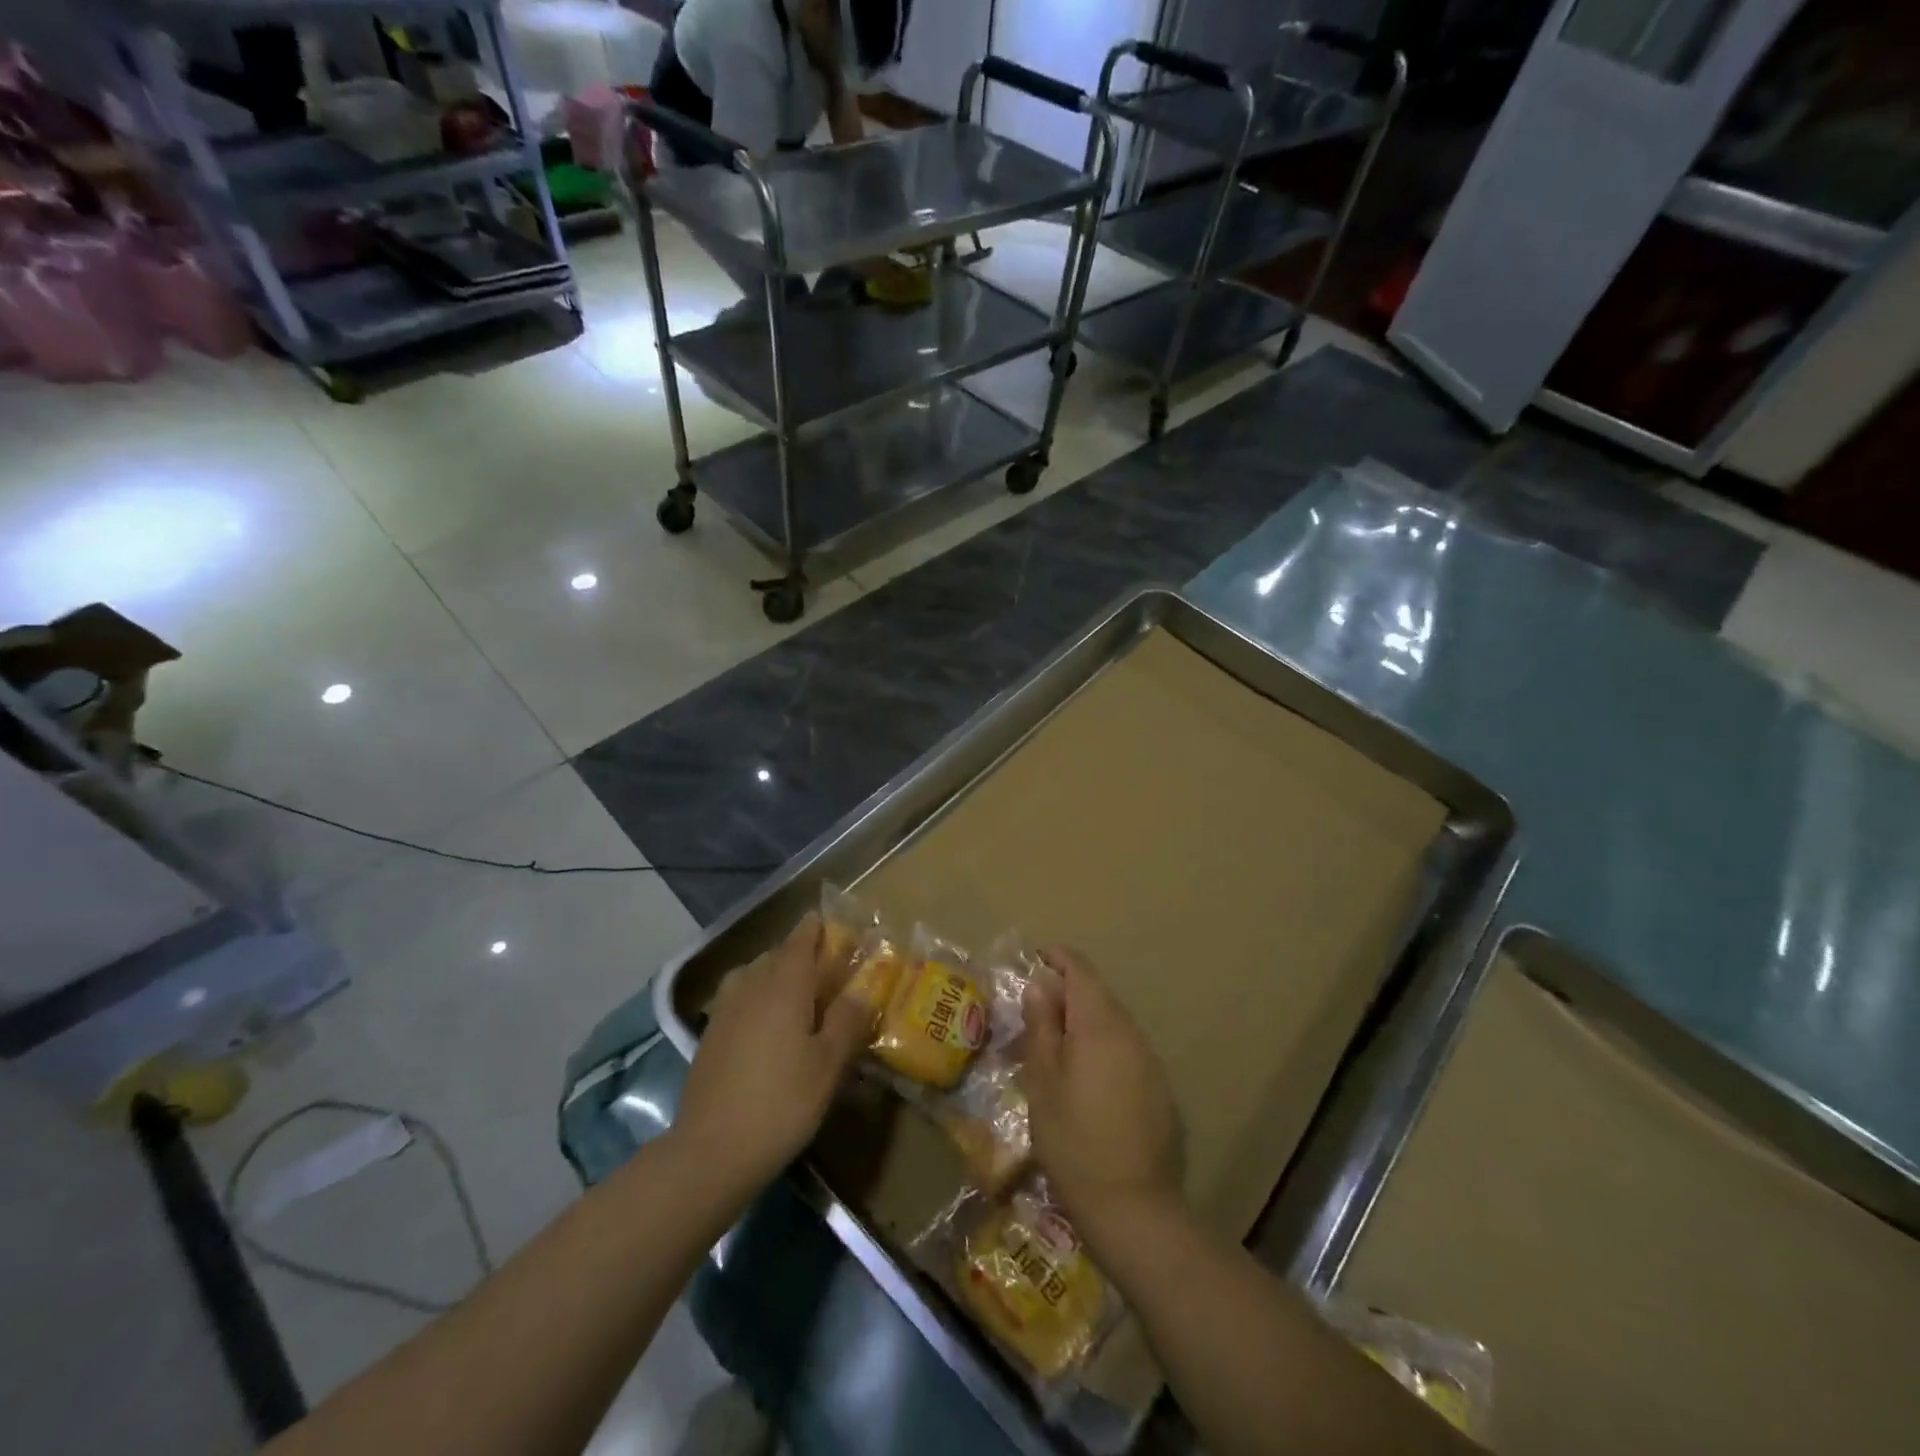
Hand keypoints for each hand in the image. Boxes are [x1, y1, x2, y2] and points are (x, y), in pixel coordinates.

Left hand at [671, 912, 870, 1194]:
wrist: (711, 1151)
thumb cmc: (782, 1102)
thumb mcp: (829, 1063)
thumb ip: (847, 1020)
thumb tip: (862, 989)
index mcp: (784, 985)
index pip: (800, 940)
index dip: (814, 928)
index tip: (827, 920)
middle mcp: (751, 986)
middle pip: (775, 955)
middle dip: (798, 952)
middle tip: (823, 964)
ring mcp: (725, 1011)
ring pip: (752, 975)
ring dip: (773, 973)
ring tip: (794, 991)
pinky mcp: (710, 1036)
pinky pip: (737, 998)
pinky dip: (755, 996)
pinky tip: (765, 1024)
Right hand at [1019, 947, 1182, 1230]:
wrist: (1133, 1207)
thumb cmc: (1073, 1140)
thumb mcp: (1043, 1082)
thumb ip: (1042, 1027)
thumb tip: (1041, 986)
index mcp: (1100, 1025)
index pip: (1081, 971)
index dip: (1059, 957)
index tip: (1037, 956)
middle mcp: (1130, 1033)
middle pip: (1099, 995)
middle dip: (1068, 993)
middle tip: (1035, 1011)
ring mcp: (1149, 1061)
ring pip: (1113, 1023)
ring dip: (1085, 1021)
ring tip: (1055, 1045)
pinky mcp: (1158, 1088)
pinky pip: (1125, 1049)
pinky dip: (1102, 1047)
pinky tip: (1085, 1078)